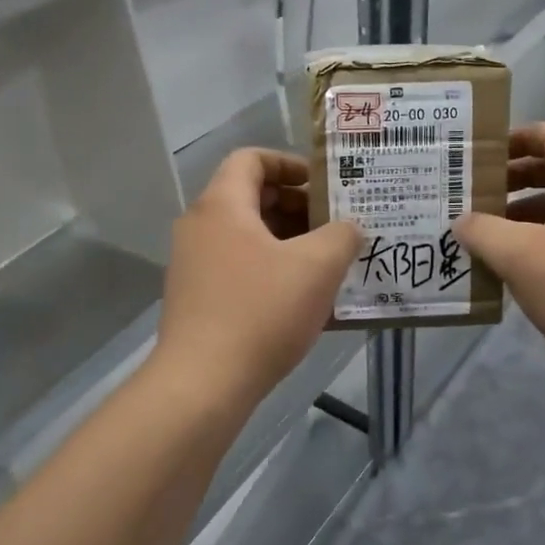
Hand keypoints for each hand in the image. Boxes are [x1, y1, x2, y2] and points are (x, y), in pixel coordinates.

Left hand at [156, 150, 359, 404]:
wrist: (202, 385)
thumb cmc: (261, 312)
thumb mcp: (317, 267)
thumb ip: (342, 236)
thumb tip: (349, 228)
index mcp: (222, 206)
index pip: (251, 159)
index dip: (290, 164)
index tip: (324, 186)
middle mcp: (200, 227)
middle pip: (251, 198)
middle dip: (298, 207)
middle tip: (336, 226)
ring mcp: (194, 265)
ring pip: (248, 237)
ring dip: (290, 243)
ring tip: (329, 264)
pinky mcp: (197, 299)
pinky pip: (240, 268)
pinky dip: (273, 271)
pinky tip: (305, 299)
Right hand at [455, 123, 544, 371]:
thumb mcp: (518, 253)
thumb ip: (482, 229)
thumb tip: (461, 221)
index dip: (517, 137)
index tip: (482, 153)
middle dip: (514, 177)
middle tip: (475, 191)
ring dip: (522, 211)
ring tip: (484, 228)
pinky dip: (538, 238)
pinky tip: (510, 262)